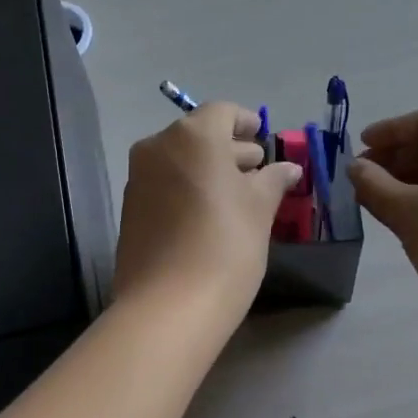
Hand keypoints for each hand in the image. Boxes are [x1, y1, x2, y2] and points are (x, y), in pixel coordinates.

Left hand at [115, 102, 302, 325]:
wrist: (168, 306)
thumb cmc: (226, 245)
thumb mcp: (260, 209)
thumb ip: (273, 180)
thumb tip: (288, 168)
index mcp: (193, 136)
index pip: (222, 112)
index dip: (245, 122)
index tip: (262, 138)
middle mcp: (158, 147)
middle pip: (198, 135)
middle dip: (229, 149)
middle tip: (257, 169)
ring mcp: (138, 178)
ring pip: (180, 161)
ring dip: (207, 170)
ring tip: (237, 194)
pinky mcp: (130, 209)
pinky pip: (165, 185)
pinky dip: (187, 188)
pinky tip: (209, 214)